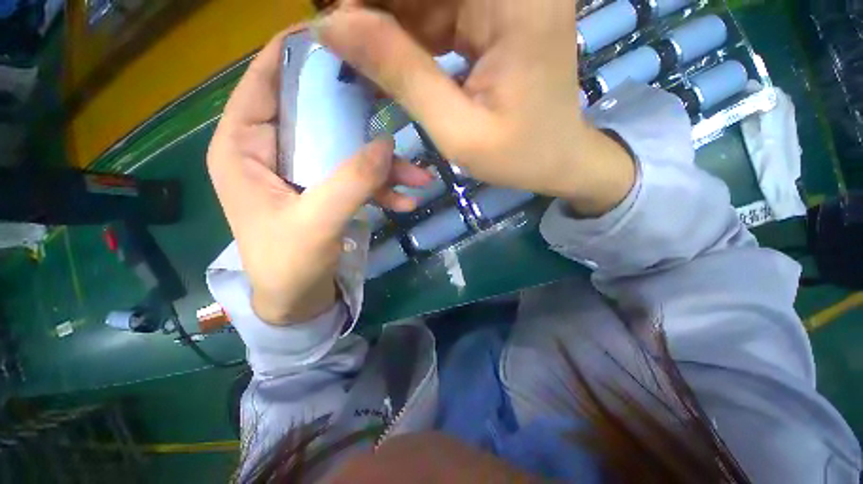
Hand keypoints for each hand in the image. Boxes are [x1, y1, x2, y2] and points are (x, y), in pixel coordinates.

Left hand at [207, 29, 432, 323]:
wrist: (298, 300)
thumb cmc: (288, 266)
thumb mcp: (317, 224)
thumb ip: (351, 182)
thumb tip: (386, 144)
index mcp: (243, 148)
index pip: (263, 81)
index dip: (294, 53)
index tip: (336, 34)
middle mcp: (270, 151)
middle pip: (314, 111)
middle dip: (355, 109)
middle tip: (393, 98)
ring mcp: (302, 171)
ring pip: (344, 148)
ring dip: (383, 163)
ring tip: (418, 177)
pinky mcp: (324, 189)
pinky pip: (354, 176)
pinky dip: (381, 186)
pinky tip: (406, 200)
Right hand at [318, 0, 635, 215]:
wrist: (557, 160)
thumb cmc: (517, 156)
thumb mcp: (456, 128)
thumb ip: (401, 74)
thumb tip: (333, 26)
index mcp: (516, 1)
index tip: (337, 25)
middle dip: (379, 11)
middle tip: (345, 46)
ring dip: (391, 24)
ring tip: (364, 61)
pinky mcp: (497, 15)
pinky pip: (440, 11)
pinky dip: (412, 35)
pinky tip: (394, 63)